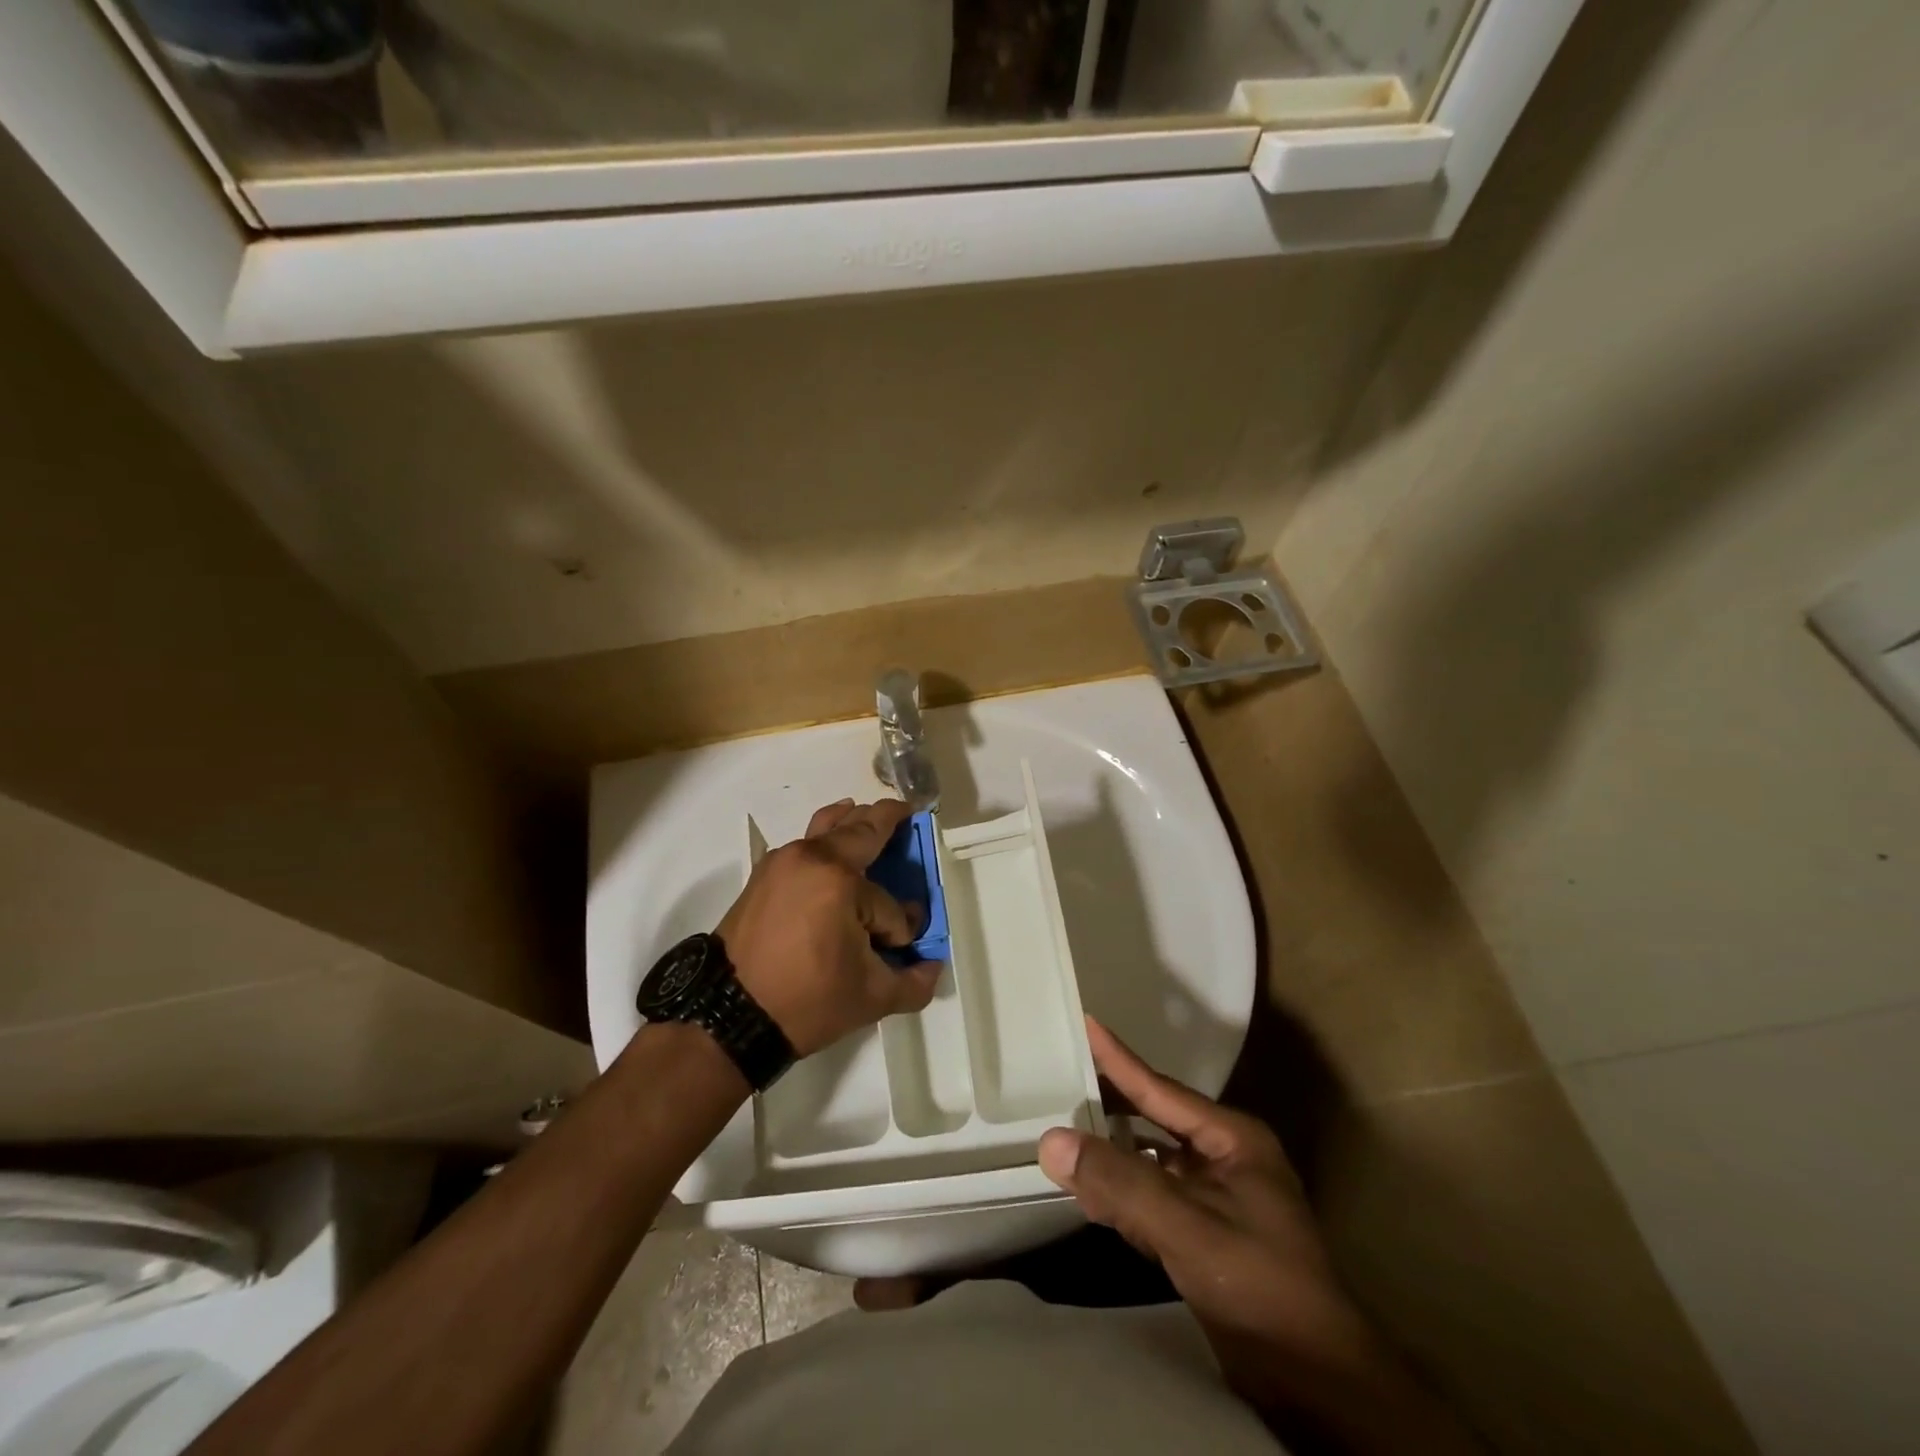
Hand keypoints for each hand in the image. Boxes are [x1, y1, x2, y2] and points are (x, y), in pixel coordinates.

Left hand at [718, 798, 941, 1057]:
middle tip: (905, 812)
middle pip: (859, 829)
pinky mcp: (764, 874)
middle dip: (887, 820)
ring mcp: (783, 861)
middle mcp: (811, 857)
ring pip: (827, 826)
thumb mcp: (871, 998)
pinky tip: (833, 842)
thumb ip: (913, 981)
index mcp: (840, 880)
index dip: (898, 928)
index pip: (889, 903)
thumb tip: (931, 965)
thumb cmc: (805, 1001)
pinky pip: (805, 843)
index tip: (899, 947)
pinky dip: (825, 837)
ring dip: (853, 820)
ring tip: (869, 813)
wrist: (727, 1015)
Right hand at [1037, 1020, 1374, 1414]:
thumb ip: (1119, 1183)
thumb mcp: (1186, 1227)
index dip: (1119, 1059)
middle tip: (1062, 1075)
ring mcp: (1217, 1199)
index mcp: (1232, 1139)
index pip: (1161, 1089)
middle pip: (1155, 1119)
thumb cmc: (1260, 1285)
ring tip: (1066, 1126)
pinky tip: (1090, 1189)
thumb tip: (1051, 1141)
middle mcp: (1225, 1159)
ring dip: (1112, 1149)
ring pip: (1151, 1160)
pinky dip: (1121, 1191)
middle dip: (1111, 1102)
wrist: (1316, 1383)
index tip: (1086, 1023)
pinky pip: (1152, 1197)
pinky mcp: (1207, 1236)